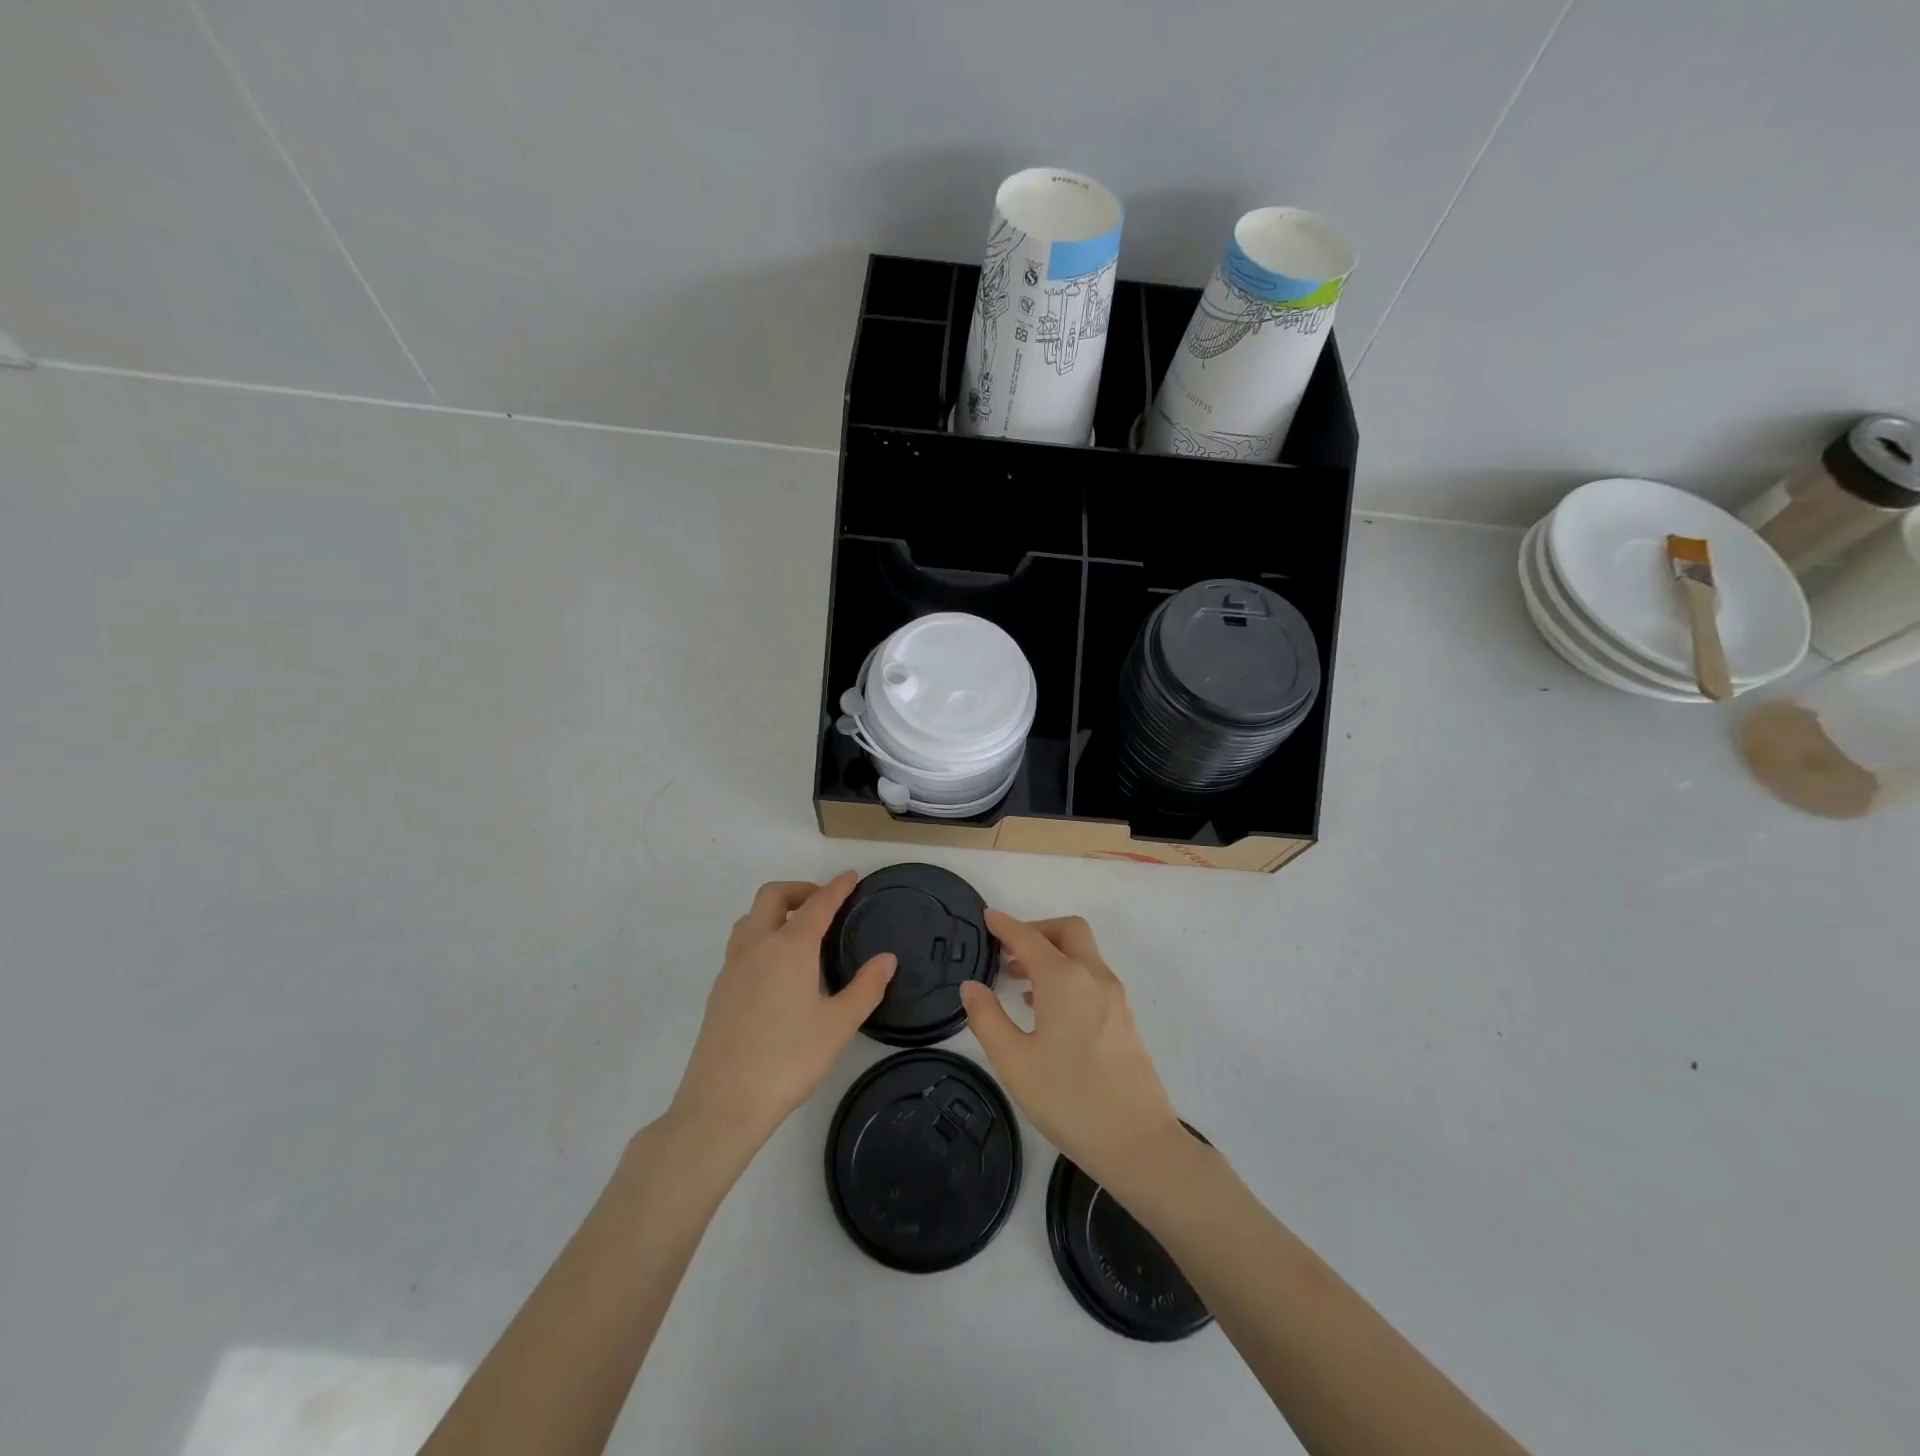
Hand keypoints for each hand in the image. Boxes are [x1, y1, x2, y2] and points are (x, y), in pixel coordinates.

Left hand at [670, 874, 894, 1154]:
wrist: (722, 1102)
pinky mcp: (719, 988)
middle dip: (800, 889)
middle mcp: (757, 946)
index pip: (817, 904)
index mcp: (789, 948)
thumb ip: (866, 988)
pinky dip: (761, 935)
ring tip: (799, 931)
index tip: (852, 877)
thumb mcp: (838, 1026)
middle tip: (824, 903)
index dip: (837, 887)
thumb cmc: (788, 1060)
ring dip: (775, 911)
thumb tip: (887, 959)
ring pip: (750, 918)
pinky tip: (776, 967)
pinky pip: (741, 943)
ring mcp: (732, 966)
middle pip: (773, 896)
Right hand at [959, 912, 1182, 1190]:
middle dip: (1036, 930)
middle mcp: (1093, 977)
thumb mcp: (1014, 1062)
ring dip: (1052, 953)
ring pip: (1083, 953)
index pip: (1029, 938)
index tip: (986, 918)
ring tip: (1018, 980)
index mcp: (1064, 980)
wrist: (1138, 1142)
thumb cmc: (1069, 1100)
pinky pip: (1092, 976)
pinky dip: (1067, 973)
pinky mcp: (1124, 1017)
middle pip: (1067, 931)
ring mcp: (1114, 996)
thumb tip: (971, 986)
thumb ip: (987, 1019)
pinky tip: (1046, 1007)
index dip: (1005, 926)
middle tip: (1007, 949)